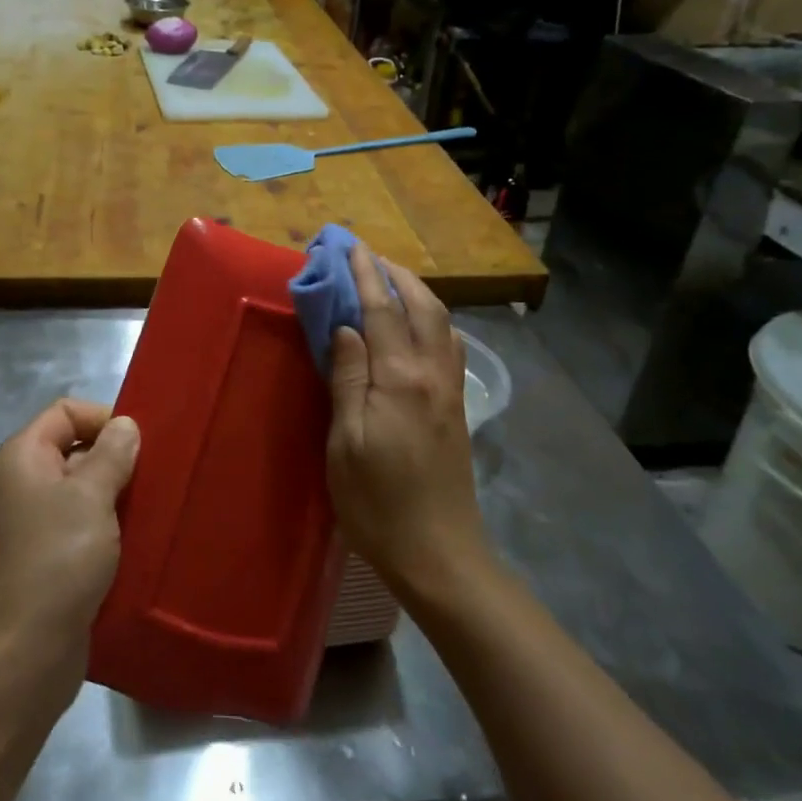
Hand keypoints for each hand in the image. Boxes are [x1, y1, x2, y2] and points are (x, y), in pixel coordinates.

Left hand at [0, 400, 139, 691]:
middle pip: (72, 451)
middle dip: (114, 461)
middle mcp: (18, 486)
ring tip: (149, 514)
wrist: (20, 657)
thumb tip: (124, 426)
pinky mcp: (41, 563)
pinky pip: (76, 531)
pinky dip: (103, 532)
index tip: (140, 447)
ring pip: (79, 495)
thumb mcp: (91, 497)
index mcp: (21, 458)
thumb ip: (112, 454)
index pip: (65, 412)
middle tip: (152, 483)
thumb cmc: (55, 562)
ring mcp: (27, 527)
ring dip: (113, 500)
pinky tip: (133, 546)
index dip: (103, 419)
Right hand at [327, 241, 486, 600]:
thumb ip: (347, 379)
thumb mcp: (345, 444)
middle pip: (421, 307)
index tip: (348, 246)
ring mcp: (450, 390)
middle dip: (395, 274)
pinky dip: (432, 320)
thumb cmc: (377, 503)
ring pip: (441, 323)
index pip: (381, 311)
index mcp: (400, 380)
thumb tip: (346, 327)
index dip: (364, 275)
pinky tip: (419, 326)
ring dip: (417, 293)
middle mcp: (432, 374)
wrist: (439, 554)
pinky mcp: (456, 408)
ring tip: (391, 280)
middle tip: (367, 255)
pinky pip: (448, 345)